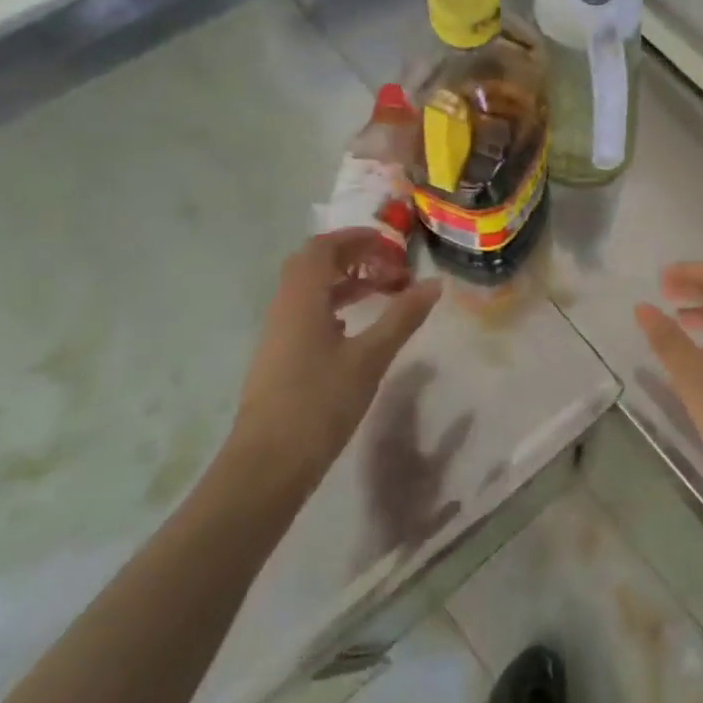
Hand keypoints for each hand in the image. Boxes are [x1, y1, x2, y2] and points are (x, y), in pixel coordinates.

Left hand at [229, 229, 442, 495]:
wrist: (268, 464)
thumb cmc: (319, 404)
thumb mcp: (370, 358)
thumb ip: (402, 317)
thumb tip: (434, 284)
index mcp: (301, 299)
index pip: (323, 248)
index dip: (357, 238)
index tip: (393, 245)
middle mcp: (284, 308)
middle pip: (314, 264)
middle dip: (353, 257)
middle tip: (390, 266)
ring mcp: (279, 334)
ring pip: (310, 290)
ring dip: (345, 282)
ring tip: (382, 291)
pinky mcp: (281, 357)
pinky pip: (307, 313)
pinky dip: (334, 306)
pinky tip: (356, 326)